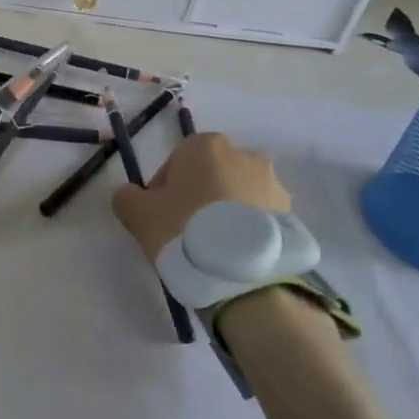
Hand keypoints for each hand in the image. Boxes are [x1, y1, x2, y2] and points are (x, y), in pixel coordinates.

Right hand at [112, 133, 290, 263]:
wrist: (243, 273)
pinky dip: (247, 229)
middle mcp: (244, 155)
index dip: (164, 188)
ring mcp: (273, 184)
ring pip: (237, 195)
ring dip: (225, 212)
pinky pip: (259, 217)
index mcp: (206, 146)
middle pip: (210, 175)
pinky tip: (234, 255)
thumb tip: (131, 195)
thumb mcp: (138, 214)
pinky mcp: (291, 214)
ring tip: (214, 248)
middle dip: (198, 197)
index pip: (177, 161)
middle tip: (184, 231)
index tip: (160, 215)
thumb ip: (127, 197)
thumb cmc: (184, 229)